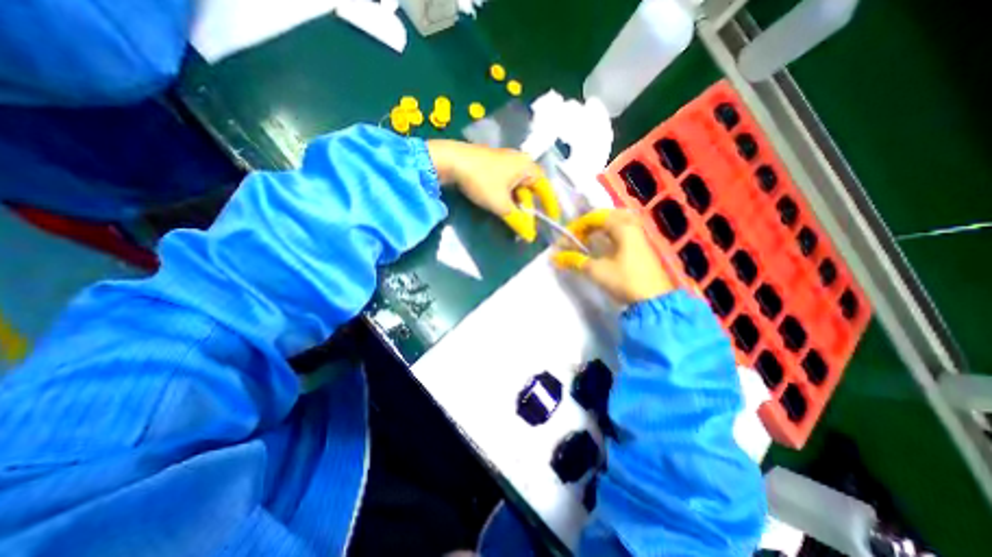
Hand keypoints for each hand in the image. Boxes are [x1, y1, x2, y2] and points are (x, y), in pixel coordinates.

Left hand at [424, 140, 555, 239]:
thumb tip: (529, 237)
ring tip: (514, 219)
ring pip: (517, 188)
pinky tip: (503, 208)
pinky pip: (507, 185)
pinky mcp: (492, 166)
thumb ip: (517, 221)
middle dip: (529, 208)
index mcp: (527, 166)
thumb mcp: (501, 204)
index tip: (553, 218)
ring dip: (517, 205)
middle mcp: (519, 161)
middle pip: (531, 189)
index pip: (545, 188)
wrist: (451, 161)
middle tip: (527, 224)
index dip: (550, 204)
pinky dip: (508, 198)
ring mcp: (505, 162)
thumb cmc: (482, 180)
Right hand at [550, 210, 674, 304]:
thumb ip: (575, 260)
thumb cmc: (624, 281)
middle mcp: (633, 227)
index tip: (566, 239)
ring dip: (602, 228)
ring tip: (589, 238)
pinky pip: (624, 232)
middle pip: (609, 216)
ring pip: (619, 223)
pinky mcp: (642, 248)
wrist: (653, 301)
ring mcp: (640, 237)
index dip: (578, 226)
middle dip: (590, 223)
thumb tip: (554, 257)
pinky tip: (604, 245)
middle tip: (579, 234)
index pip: (596, 218)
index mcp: (623, 228)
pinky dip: (611, 234)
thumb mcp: (596, 271)